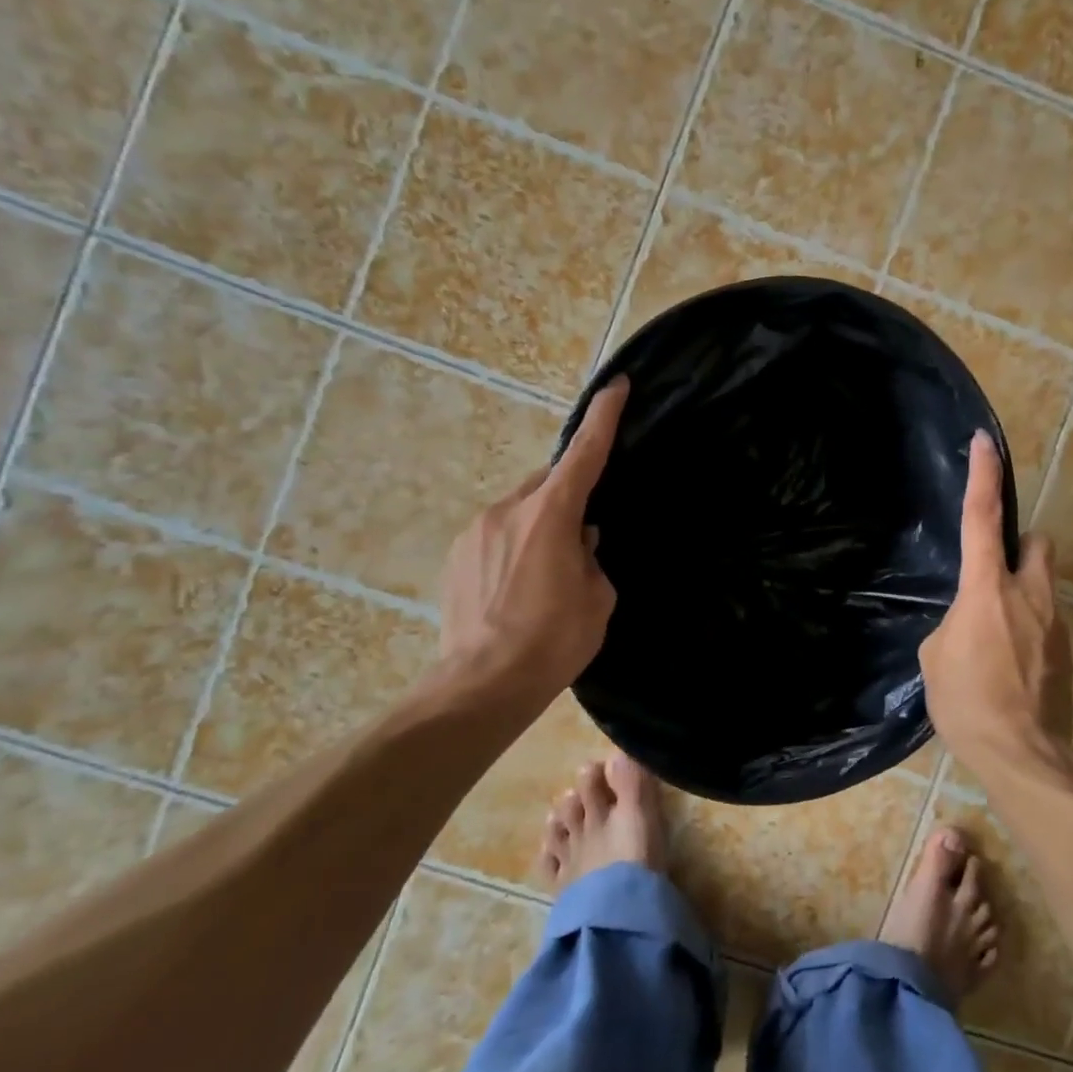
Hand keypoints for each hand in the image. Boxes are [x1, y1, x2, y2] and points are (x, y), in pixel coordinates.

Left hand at [434, 378, 627, 701]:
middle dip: (567, 499)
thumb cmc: (553, 640)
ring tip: (546, 576)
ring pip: (520, 511)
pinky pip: (496, 535)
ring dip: (539, 527)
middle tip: (582, 540)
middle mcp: (509, 509)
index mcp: (551, 514)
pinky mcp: (456, 554)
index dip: (603, 418)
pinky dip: (514, 547)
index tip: (616, 386)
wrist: (483, 685)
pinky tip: (518, 588)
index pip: (584, 454)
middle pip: (547, 484)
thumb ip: (591, 558)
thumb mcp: (596, 598)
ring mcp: (476, 530)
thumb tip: (580, 542)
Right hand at [919, 432, 1072, 775]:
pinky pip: (1045, 624)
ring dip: (1021, 596)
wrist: (1023, 755)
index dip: (983, 476)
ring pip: (1043, 586)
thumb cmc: (967, 702)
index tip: (985, 443)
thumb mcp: (935, 657)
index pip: (983, 518)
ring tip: (994, 640)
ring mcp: (1055, 624)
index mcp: (987, 589)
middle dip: (1020, 547)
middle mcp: (1029, 595)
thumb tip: (968, 623)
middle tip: (993, 575)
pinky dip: (1028, 631)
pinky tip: (1009, 668)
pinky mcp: (1067, 653)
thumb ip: (953, 624)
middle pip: (1038, 543)